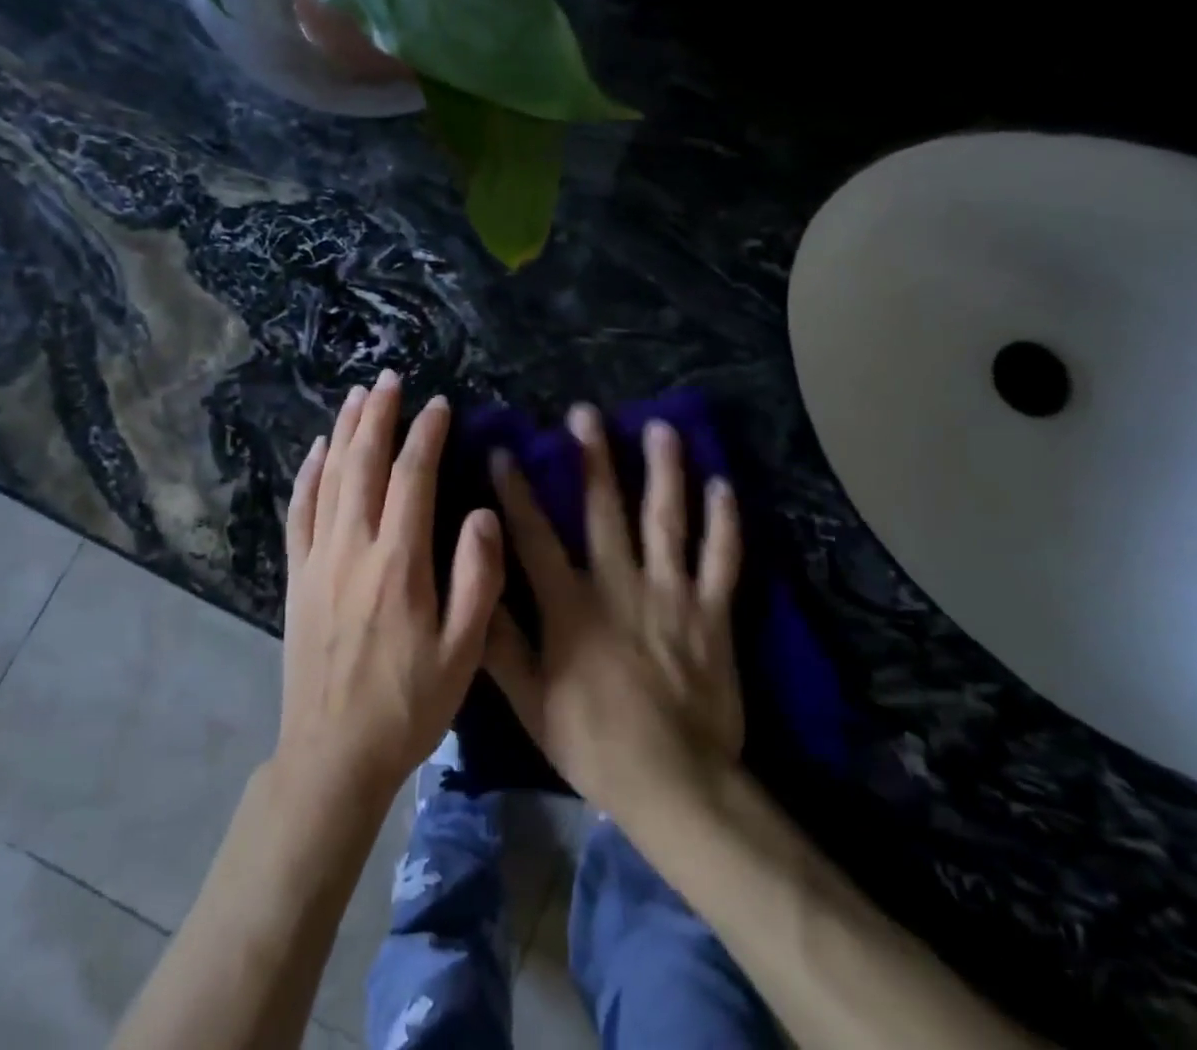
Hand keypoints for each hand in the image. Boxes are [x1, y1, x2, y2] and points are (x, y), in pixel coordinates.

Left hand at [276, 370, 503, 810]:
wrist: (332, 754)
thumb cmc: (408, 705)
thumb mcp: (463, 652)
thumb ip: (478, 578)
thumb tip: (482, 512)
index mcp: (399, 563)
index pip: (412, 477)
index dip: (425, 435)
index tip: (438, 404)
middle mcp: (354, 547)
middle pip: (363, 463)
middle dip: (378, 415)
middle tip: (388, 378)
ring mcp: (318, 559)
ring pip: (330, 478)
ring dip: (344, 432)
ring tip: (357, 396)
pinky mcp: (297, 576)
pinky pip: (300, 512)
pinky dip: (308, 475)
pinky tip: (317, 451)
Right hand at [483, 405, 743, 820]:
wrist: (675, 783)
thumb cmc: (593, 742)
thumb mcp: (530, 702)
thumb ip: (499, 645)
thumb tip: (472, 590)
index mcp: (571, 605)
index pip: (535, 535)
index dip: (516, 491)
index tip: (503, 450)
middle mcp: (620, 584)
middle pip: (604, 510)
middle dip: (592, 458)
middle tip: (585, 413)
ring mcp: (671, 593)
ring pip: (667, 520)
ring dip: (663, 471)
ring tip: (661, 428)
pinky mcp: (711, 611)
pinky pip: (722, 559)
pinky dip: (724, 523)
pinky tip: (723, 486)